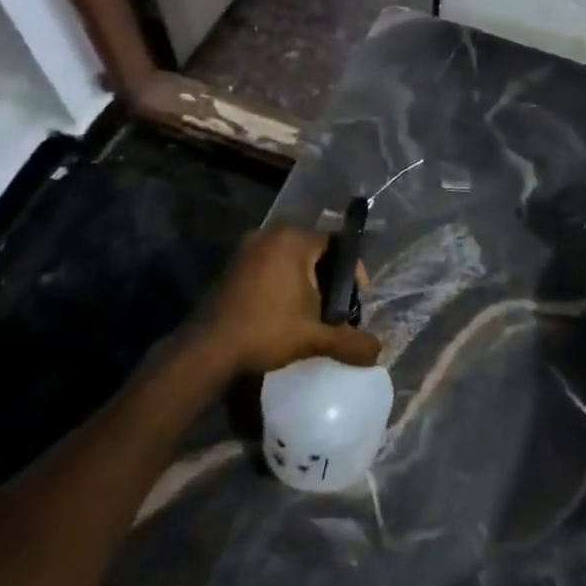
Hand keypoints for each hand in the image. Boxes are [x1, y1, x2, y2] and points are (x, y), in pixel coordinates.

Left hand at [189, 227, 380, 375]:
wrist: (208, 350)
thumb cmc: (266, 331)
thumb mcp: (315, 337)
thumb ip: (351, 341)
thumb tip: (378, 351)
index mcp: (293, 239)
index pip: (337, 244)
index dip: (352, 273)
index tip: (356, 301)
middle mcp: (270, 234)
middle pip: (314, 251)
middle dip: (329, 279)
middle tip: (337, 309)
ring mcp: (247, 248)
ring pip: (290, 260)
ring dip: (305, 283)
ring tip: (313, 314)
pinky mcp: (232, 266)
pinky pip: (269, 266)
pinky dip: (283, 284)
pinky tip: (285, 313)